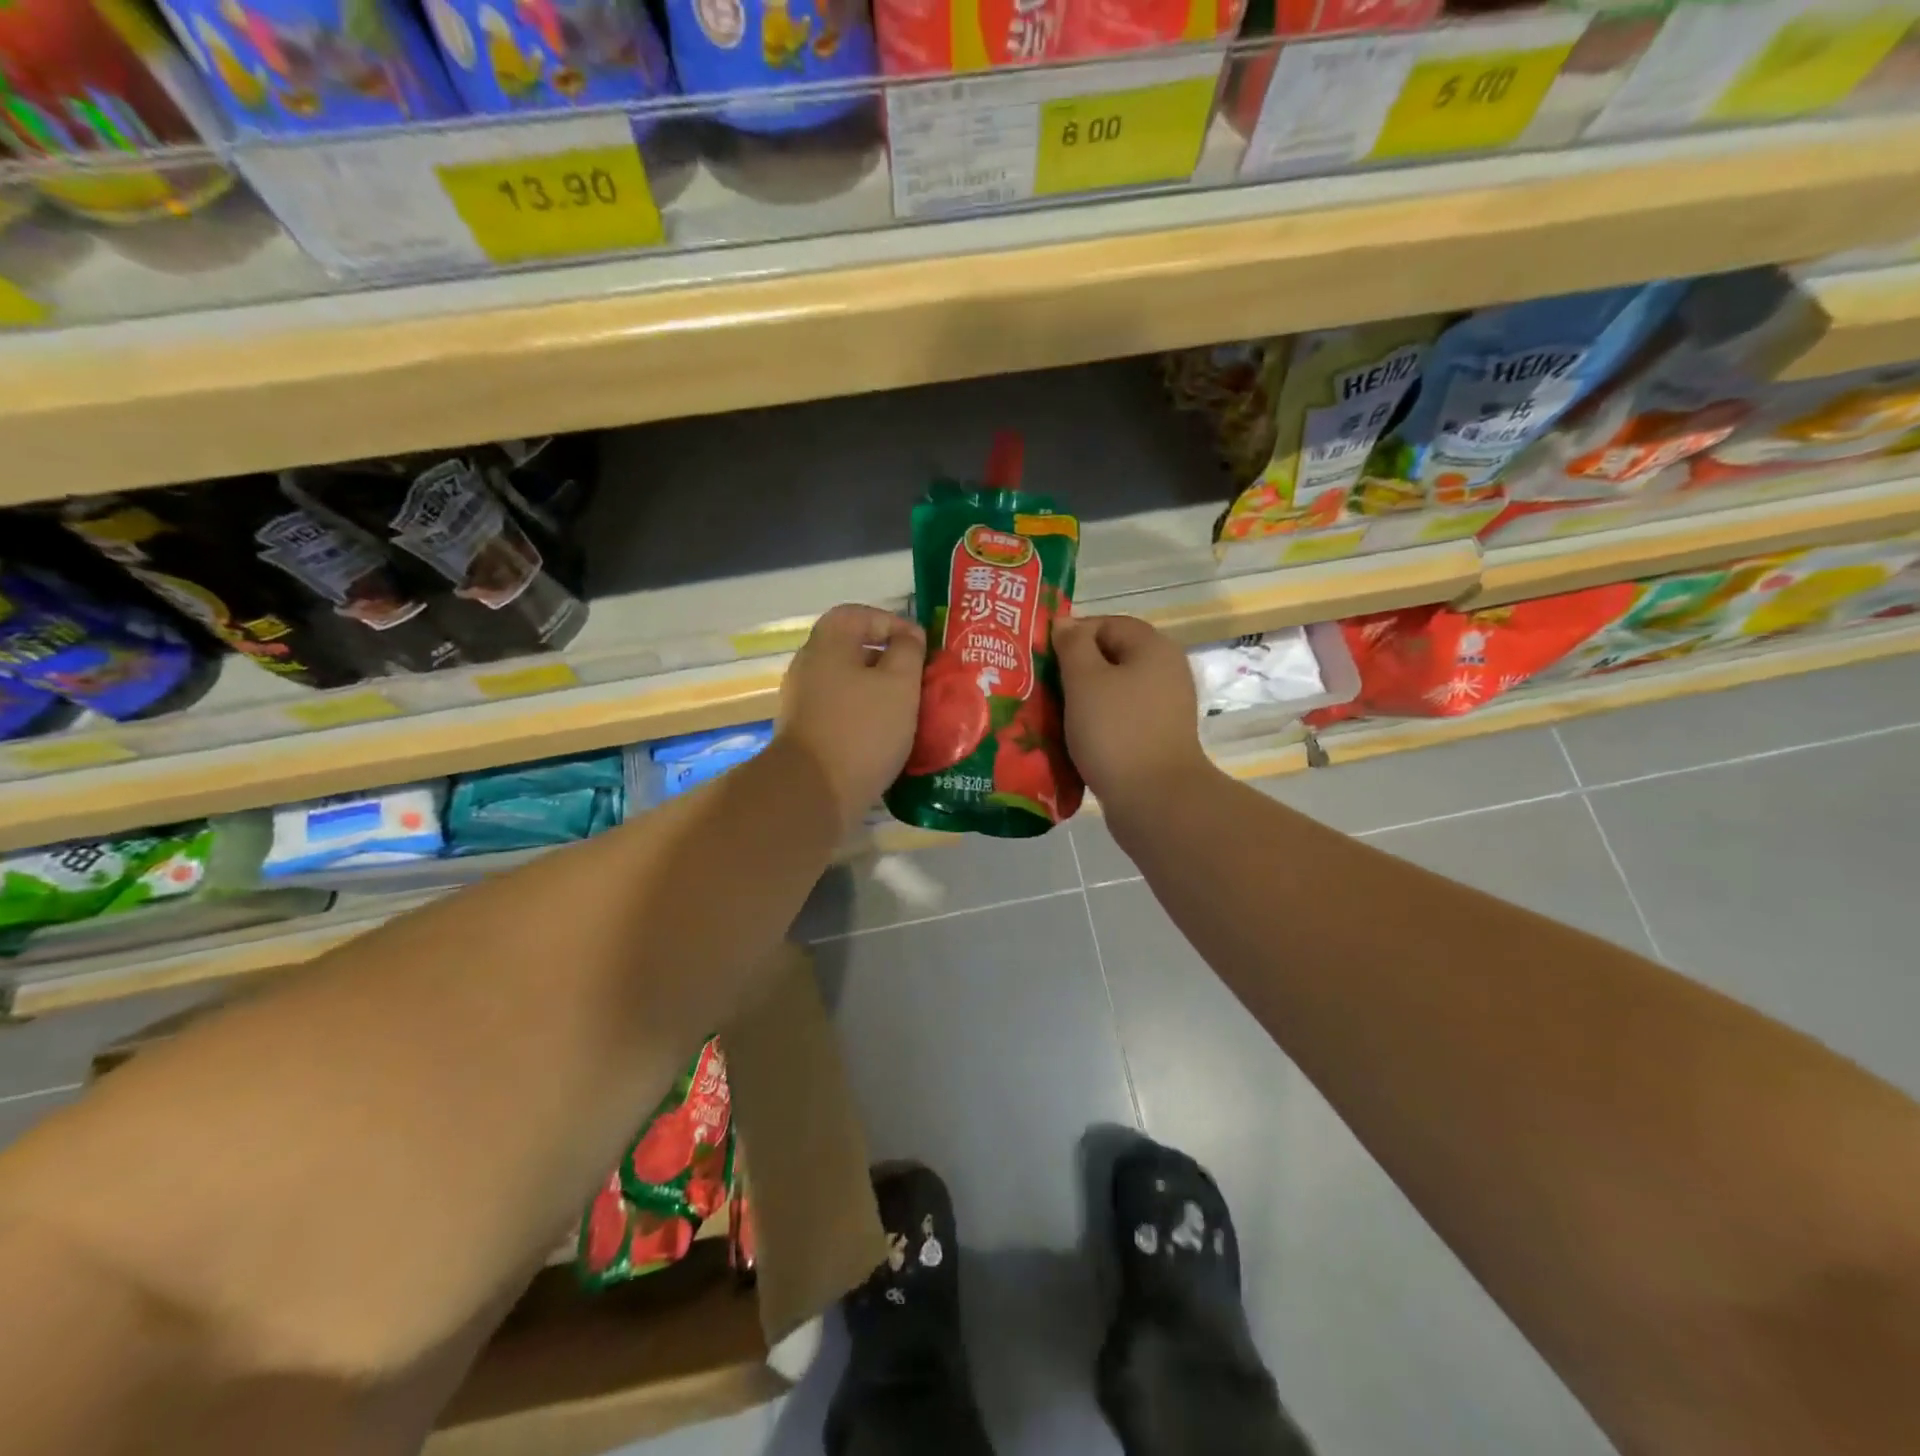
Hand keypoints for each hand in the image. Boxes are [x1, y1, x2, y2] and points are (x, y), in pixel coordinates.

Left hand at [777, 604, 926, 832]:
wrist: (814, 792)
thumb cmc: (862, 729)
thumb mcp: (899, 684)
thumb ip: (908, 652)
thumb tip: (908, 636)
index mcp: (827, 645)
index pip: (857, 614)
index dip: (891, 622)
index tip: (920, 646)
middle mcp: (809, 667)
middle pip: (851, 649)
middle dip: (888, 660)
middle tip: (918, 678)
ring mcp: (803, 702)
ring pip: (847, 683)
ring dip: (878, 692)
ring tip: (908, 709)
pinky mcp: (806, 733)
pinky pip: (841, 711)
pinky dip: (864, 716)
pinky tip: (886, 736)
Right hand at [1051, 615, 1213, 821]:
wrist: (1155, 799)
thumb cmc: (1116, 731)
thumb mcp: (1085, 680)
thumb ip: (1073, 645)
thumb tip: (1066, 622)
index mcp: (1153, 647)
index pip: (1106, 624)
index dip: (1071, 634)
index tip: (1042, 657)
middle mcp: (1165, 671)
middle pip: (1111, 657)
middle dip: (1074, 669)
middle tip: (1040, 686)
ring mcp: (1164, 707)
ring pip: (1113, 691)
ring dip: (1082, 699)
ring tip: (1050, 713)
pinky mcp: (1157, 738)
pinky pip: (1120, 719)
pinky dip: (1097, 723)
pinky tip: (1073, 738)